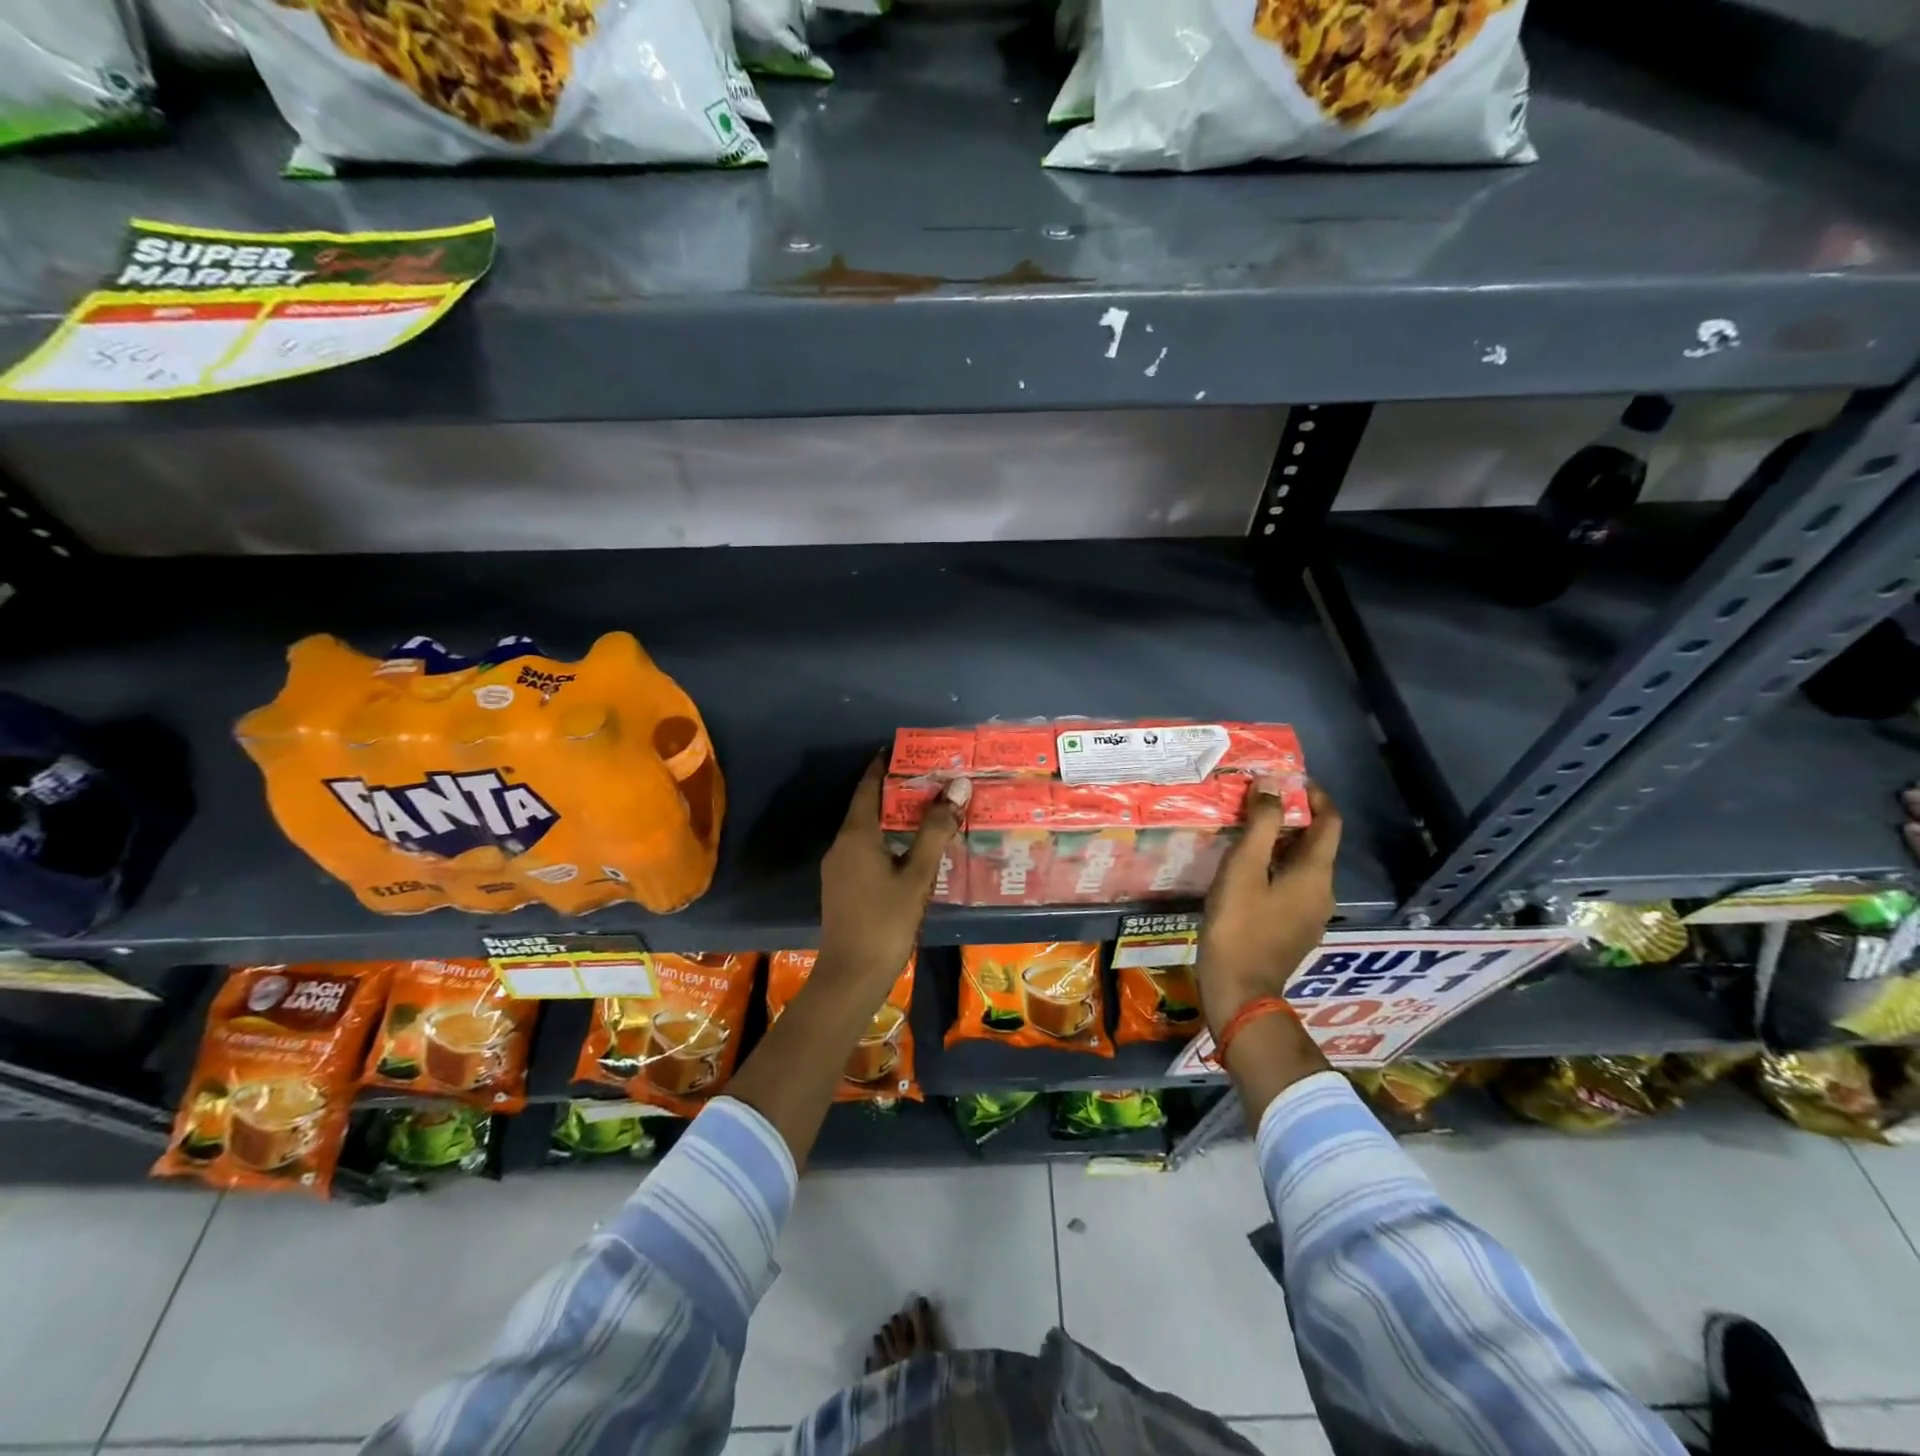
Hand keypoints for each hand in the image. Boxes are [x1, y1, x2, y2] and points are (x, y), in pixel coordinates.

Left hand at [817, 760, 968, 991]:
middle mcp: (842, 844)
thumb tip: (958, 787)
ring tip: (928, 810)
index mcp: (856, 834)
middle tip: (932, 779)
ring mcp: (839, 868)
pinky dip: (888, 840)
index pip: (869, 786)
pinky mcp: (843, 887)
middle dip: (897, 790)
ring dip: (894, 817)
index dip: (885, 765)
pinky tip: (912, 850)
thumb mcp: (918, 875)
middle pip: (868, 806)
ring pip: (868, 830)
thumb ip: (936, 830)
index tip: (908, 749)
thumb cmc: (886, 921)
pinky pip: (866, 850)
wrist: (851, 976)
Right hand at [1196, 780, 1340, 1036]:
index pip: (1329, 822)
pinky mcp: (1294, 931)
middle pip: (1315, 844)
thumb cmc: (1239, 926)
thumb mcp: (1243, 868)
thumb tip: (1272, 784)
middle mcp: (1323, 892)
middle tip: (1255, 804)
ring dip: (1279, 845)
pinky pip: (1291, 887)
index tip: (1289, 780)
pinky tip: (1245, 872)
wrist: (1239, 992)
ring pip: (1301, 867)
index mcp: (1315, 874)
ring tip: (1244, 833)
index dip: (1314, 796)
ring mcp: (1311, 915)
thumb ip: (1260, 825)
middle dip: (1290, 819)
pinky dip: (1274, 869)